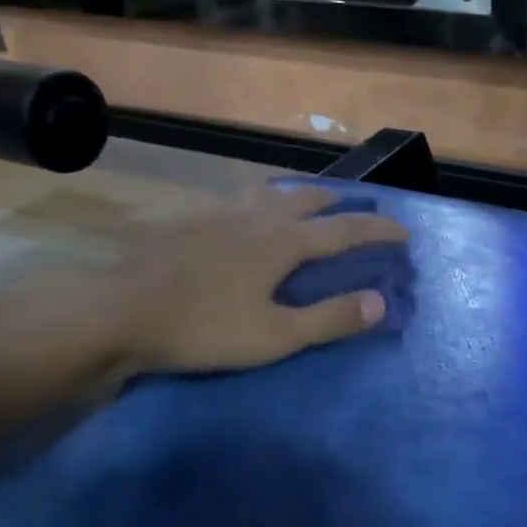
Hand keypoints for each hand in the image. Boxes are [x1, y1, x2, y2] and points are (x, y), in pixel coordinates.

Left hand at [111, 184, 407, 374]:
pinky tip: (249, 216)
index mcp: (283, 242)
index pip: (345, 229)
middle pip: (309, 199)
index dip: (379, 229)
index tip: (405, 231)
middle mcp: (257, 216)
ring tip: (310, 202)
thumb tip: (382, 301)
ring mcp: (220, 213)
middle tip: (361, 208)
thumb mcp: (275, 335)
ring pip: (271, 191)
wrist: (120, 311)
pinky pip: (240, 199)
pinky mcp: (191, 220)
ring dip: (300, 194)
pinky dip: (262, 200)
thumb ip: (330, 318)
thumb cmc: (203, 328)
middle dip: (343, 202)